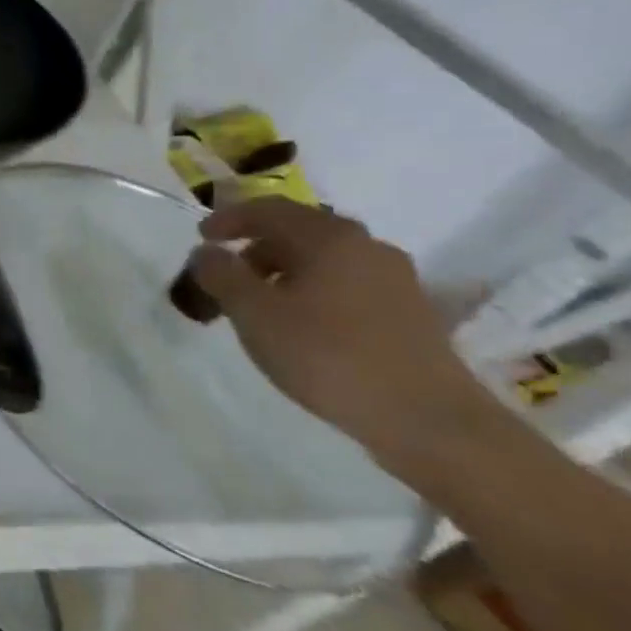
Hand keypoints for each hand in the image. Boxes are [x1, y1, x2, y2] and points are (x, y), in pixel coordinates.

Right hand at [185, 199, 493, 473]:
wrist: (428, 420)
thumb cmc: (327, 355)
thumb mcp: (254, 314)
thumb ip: (221, 275)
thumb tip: (206, 252)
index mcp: (329, 237)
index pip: (269, 210)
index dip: (229, 219)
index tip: (202, 238)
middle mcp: (366, 247)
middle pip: (299, 231)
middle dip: (255, 247)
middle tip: (226, 273)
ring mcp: (395, 279)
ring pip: (324, 259)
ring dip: (283, 271)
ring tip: (258, 303)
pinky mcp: (409, 312)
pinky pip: (346, 284)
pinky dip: (312, 290)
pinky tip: (300, 323)